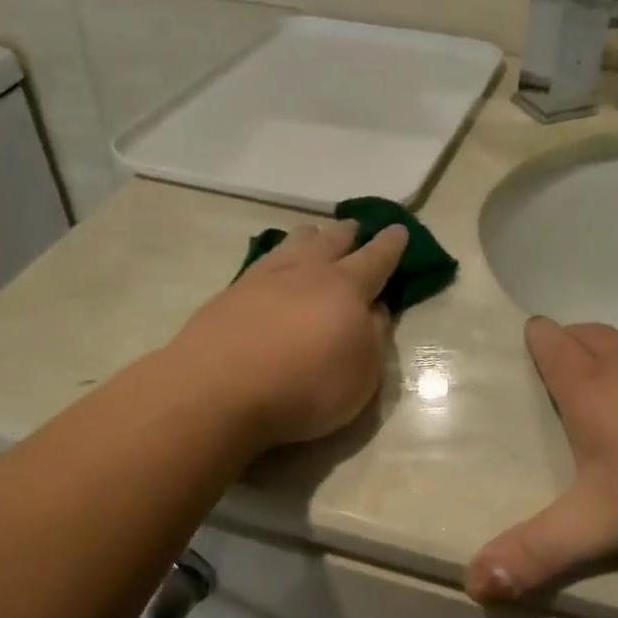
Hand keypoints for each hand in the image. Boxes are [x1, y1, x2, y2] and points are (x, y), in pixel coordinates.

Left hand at [168, 220, 409, 449]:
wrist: (219, 389)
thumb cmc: (306, 386)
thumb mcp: (362, 374)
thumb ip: (374, 336)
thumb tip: (375, 309)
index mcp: (346, 287)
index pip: (376, 258)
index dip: (390, 245)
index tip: (398, 230)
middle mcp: (306, 271)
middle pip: (331, 240)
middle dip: (348, 233)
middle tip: (355, 228)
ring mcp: (264, 277)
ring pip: (294, 242)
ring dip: (310, 237)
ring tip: (314, 236)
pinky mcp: (230, 293)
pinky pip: (263, 262)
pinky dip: (277, 258)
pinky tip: (273, 267)